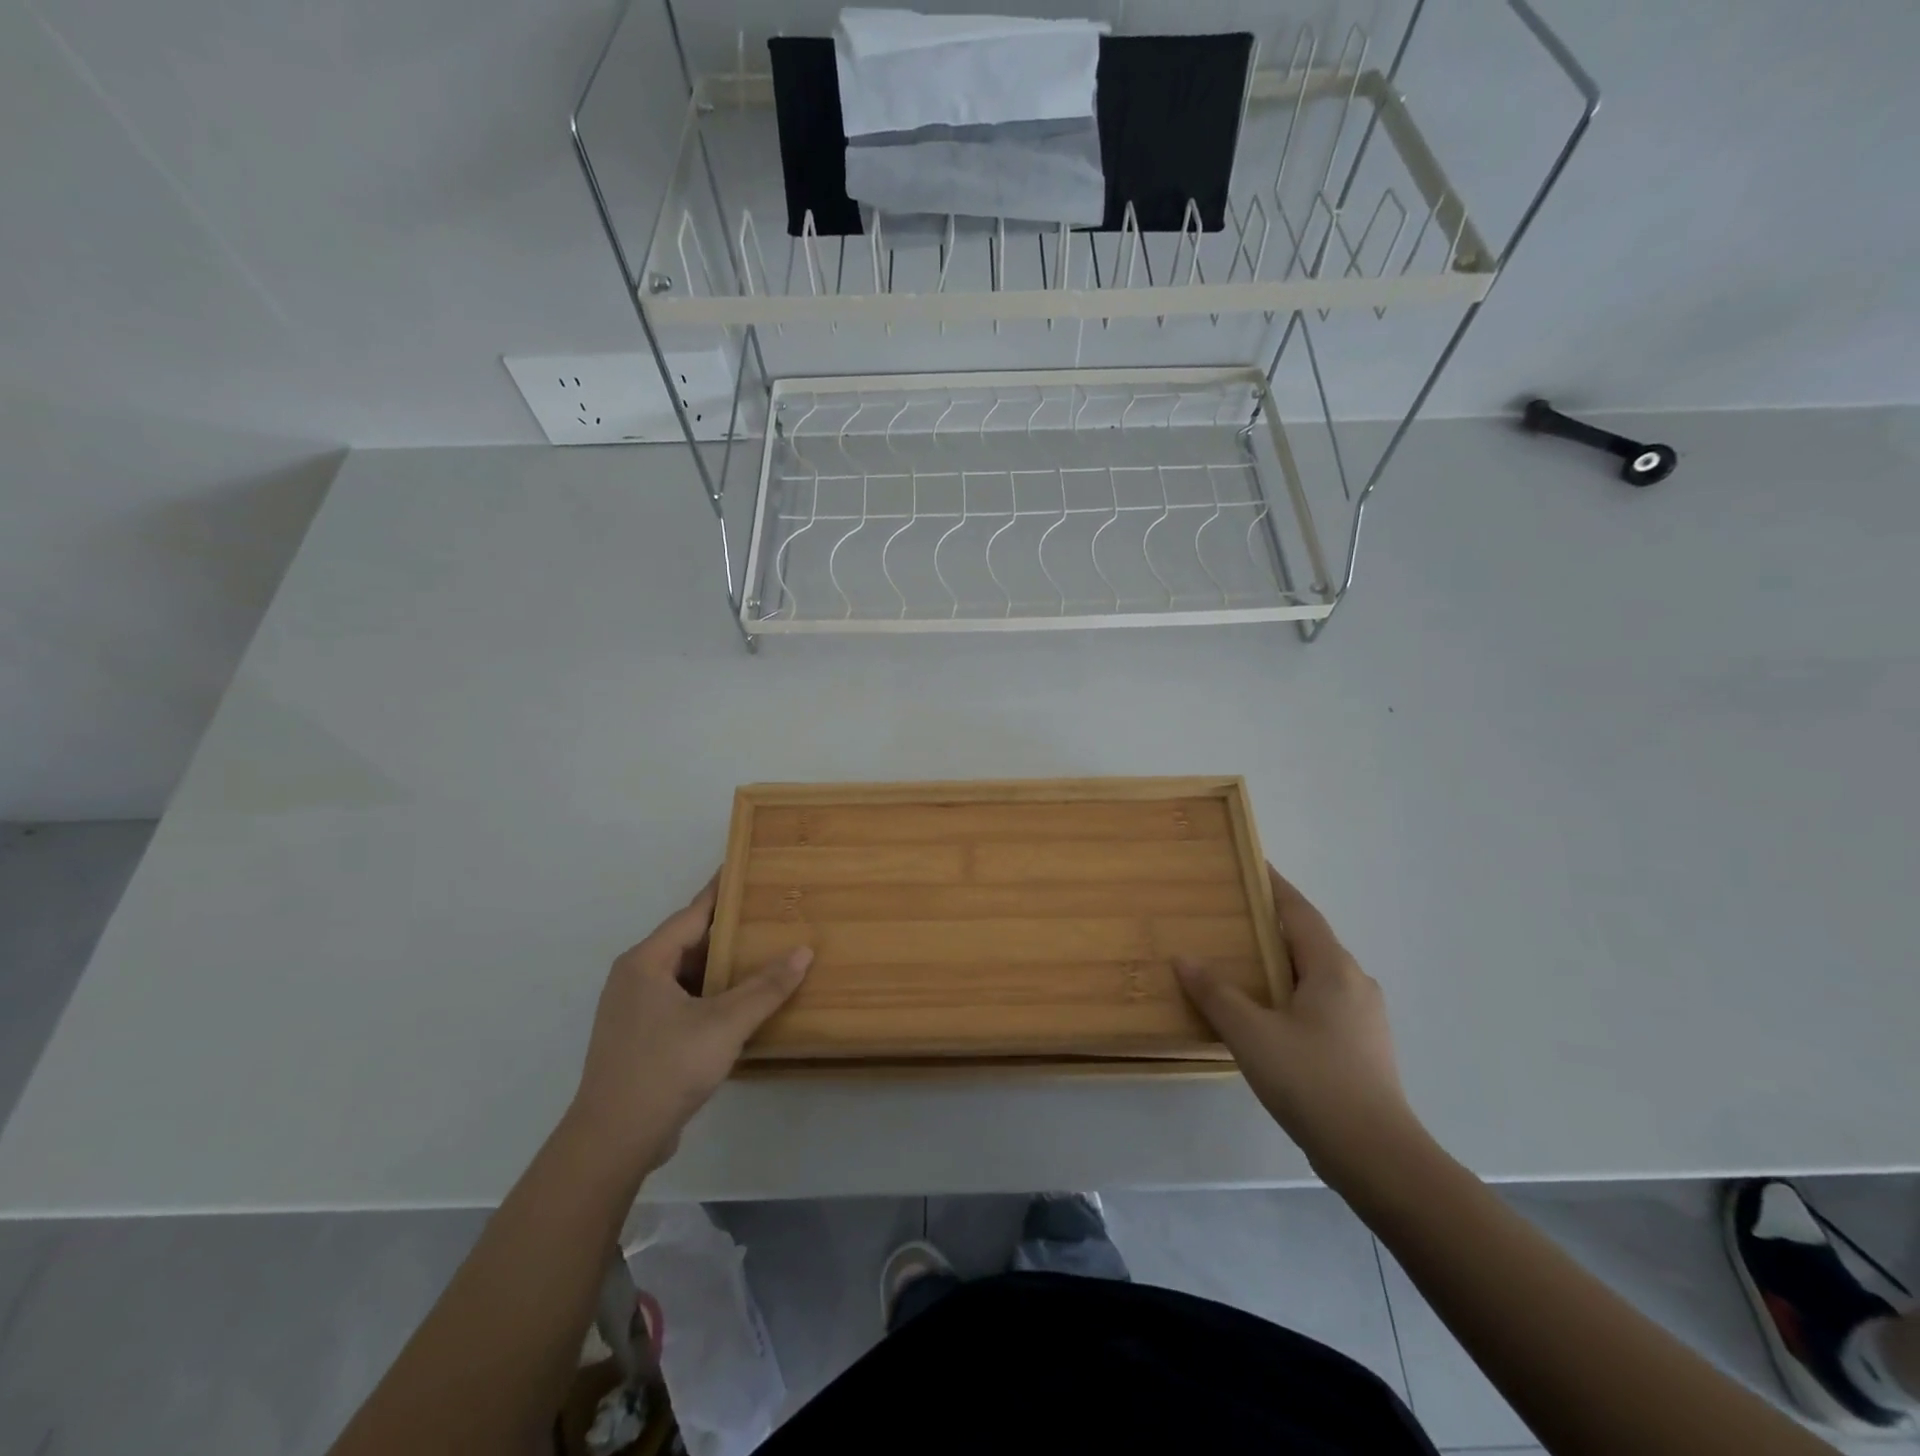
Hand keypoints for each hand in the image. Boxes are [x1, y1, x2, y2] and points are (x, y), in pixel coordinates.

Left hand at [568, 875, 810, 1175]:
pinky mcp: (640, 1037)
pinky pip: (681, 1000)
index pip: (693, 913)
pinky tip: (740, 1002)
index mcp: (646, 962)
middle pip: (690, 942)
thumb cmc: (666, 1069)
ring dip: (721, 967)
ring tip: (764, 954)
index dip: (723, 891)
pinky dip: (710, 994)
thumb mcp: (724, 1024)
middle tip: (770, 915)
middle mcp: (635, 977)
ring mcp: (634, 1009)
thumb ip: (766, 987)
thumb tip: (804, 951)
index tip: (749, 869)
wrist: (612, 1141)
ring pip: (686, 975)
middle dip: (730, 931)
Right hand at [1175, 866, 1423, 1179]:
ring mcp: (1364, 1017)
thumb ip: (1216, 993)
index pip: (1299, 912)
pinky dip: (1291, 993)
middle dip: (1273, 925)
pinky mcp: (1362, 1047)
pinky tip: (1267, 1014)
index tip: (1252, 865)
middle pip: (1309, 940)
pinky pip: (1321, 1002)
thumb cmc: (1313, 1081)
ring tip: (1243, 964)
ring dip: (1282, 963)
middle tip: (1232, 917)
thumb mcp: (1252, 1034)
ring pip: (1316, 974)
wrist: (1378, 1157)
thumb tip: (1184, 958)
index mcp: (1332, 969)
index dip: (1275, 886)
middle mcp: (1354, 983)